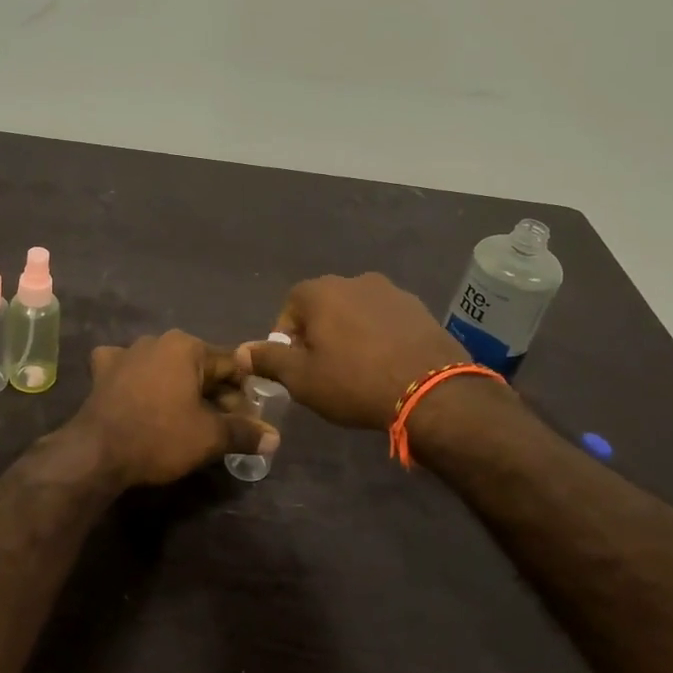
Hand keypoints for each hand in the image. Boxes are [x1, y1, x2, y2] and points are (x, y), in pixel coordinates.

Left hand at [68, 331, 275, 488]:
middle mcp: (157, 340)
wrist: (97, 452)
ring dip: (180, 388)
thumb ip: (245, 433)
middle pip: (199, 366)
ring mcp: (126, 352)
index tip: (251, 417)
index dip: (245, 392)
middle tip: (224, 425)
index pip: (230, 365)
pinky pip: (130, 370)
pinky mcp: (102, 371)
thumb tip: (275, 437)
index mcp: (187, 346)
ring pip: (166, 368)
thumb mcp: (210, 437)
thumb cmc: (160, 436)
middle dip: (214, 392)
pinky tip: (140, 395)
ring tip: (186, 417)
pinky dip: (139, 381)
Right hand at [238, 273, 466, 430]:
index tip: (295, 367)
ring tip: (359, 369)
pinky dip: (380, 336)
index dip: (287, 338)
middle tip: (325, 370)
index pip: (290, 307)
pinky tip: (387, 365)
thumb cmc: (354, 382)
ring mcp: (391, 292)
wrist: (431, 391)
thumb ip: (268, 360)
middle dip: (320, 334)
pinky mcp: (419, 308)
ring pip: (357, 312)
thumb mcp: (301, 379)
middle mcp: (354, 280)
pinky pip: (387, 320)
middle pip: (324, 306)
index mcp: (320, 291)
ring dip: (351, 333)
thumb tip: (241, 351)